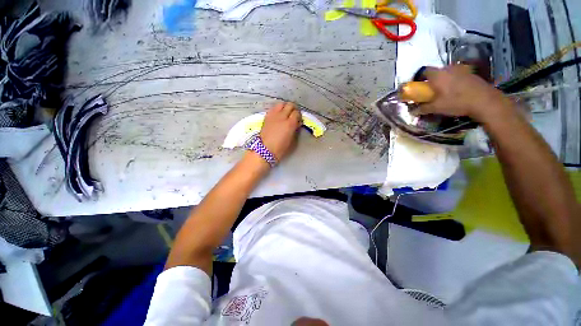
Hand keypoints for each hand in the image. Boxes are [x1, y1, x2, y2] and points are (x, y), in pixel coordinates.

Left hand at [260, 102, 301, 161]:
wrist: (264, 150)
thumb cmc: (280, 149)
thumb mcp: (292, 141)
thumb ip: (295, 130)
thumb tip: (296, 124)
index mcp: (290, 124)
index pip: (297, 113)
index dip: (299, 115)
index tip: (298, 119)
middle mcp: (282, 117)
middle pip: (290, 105)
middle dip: (293, 109)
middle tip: (293, 114)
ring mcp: (273, 115)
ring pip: (281, 104)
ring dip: (285, 107)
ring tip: (285, 112)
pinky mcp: (267, 116)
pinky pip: (273, 108)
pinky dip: (277, 109)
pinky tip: (278, 115)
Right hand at [417, 65, 510, 121]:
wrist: (485, 100)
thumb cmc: (456, 102)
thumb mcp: (436, 108)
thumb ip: (423, 108)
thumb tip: (412, 111)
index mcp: (438, 75)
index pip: (424, 71)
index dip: (419, 78)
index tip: (418, 86)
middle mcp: (448, 69)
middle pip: (436, 72)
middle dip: (432, 80)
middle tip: (431, 91)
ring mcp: (461, 70)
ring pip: (447, 73)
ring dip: (443, 80)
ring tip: (444, 91)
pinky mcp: (471, 73)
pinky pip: (457, 75)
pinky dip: (454, 81)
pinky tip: (456, 91)